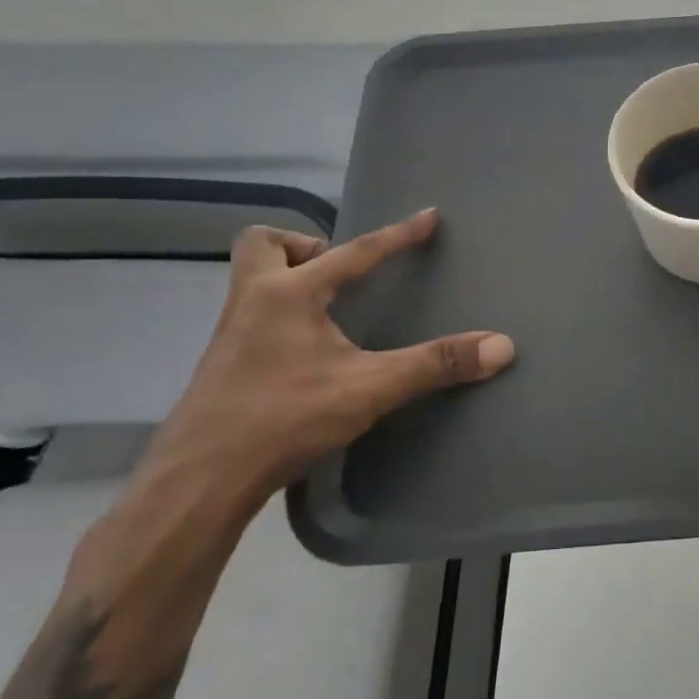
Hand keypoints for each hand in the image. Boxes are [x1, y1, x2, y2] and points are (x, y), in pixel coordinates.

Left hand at [140, 208, 513, 506]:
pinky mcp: (221, 366)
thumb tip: (501, 346)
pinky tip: (304, 352)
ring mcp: (229, 334)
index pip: (355, 252)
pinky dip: (279, 317)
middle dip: (304, 246)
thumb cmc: (284, 419)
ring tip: (329, 309)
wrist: (197, 481)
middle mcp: (252, 301)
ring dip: (288, 279)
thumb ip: (435, 364)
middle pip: (263, 244)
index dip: (397, 235)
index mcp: (289, 294)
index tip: (429, 216)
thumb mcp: (370, 389)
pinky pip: (250, 317)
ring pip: (250, 280)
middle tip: (339, 273)